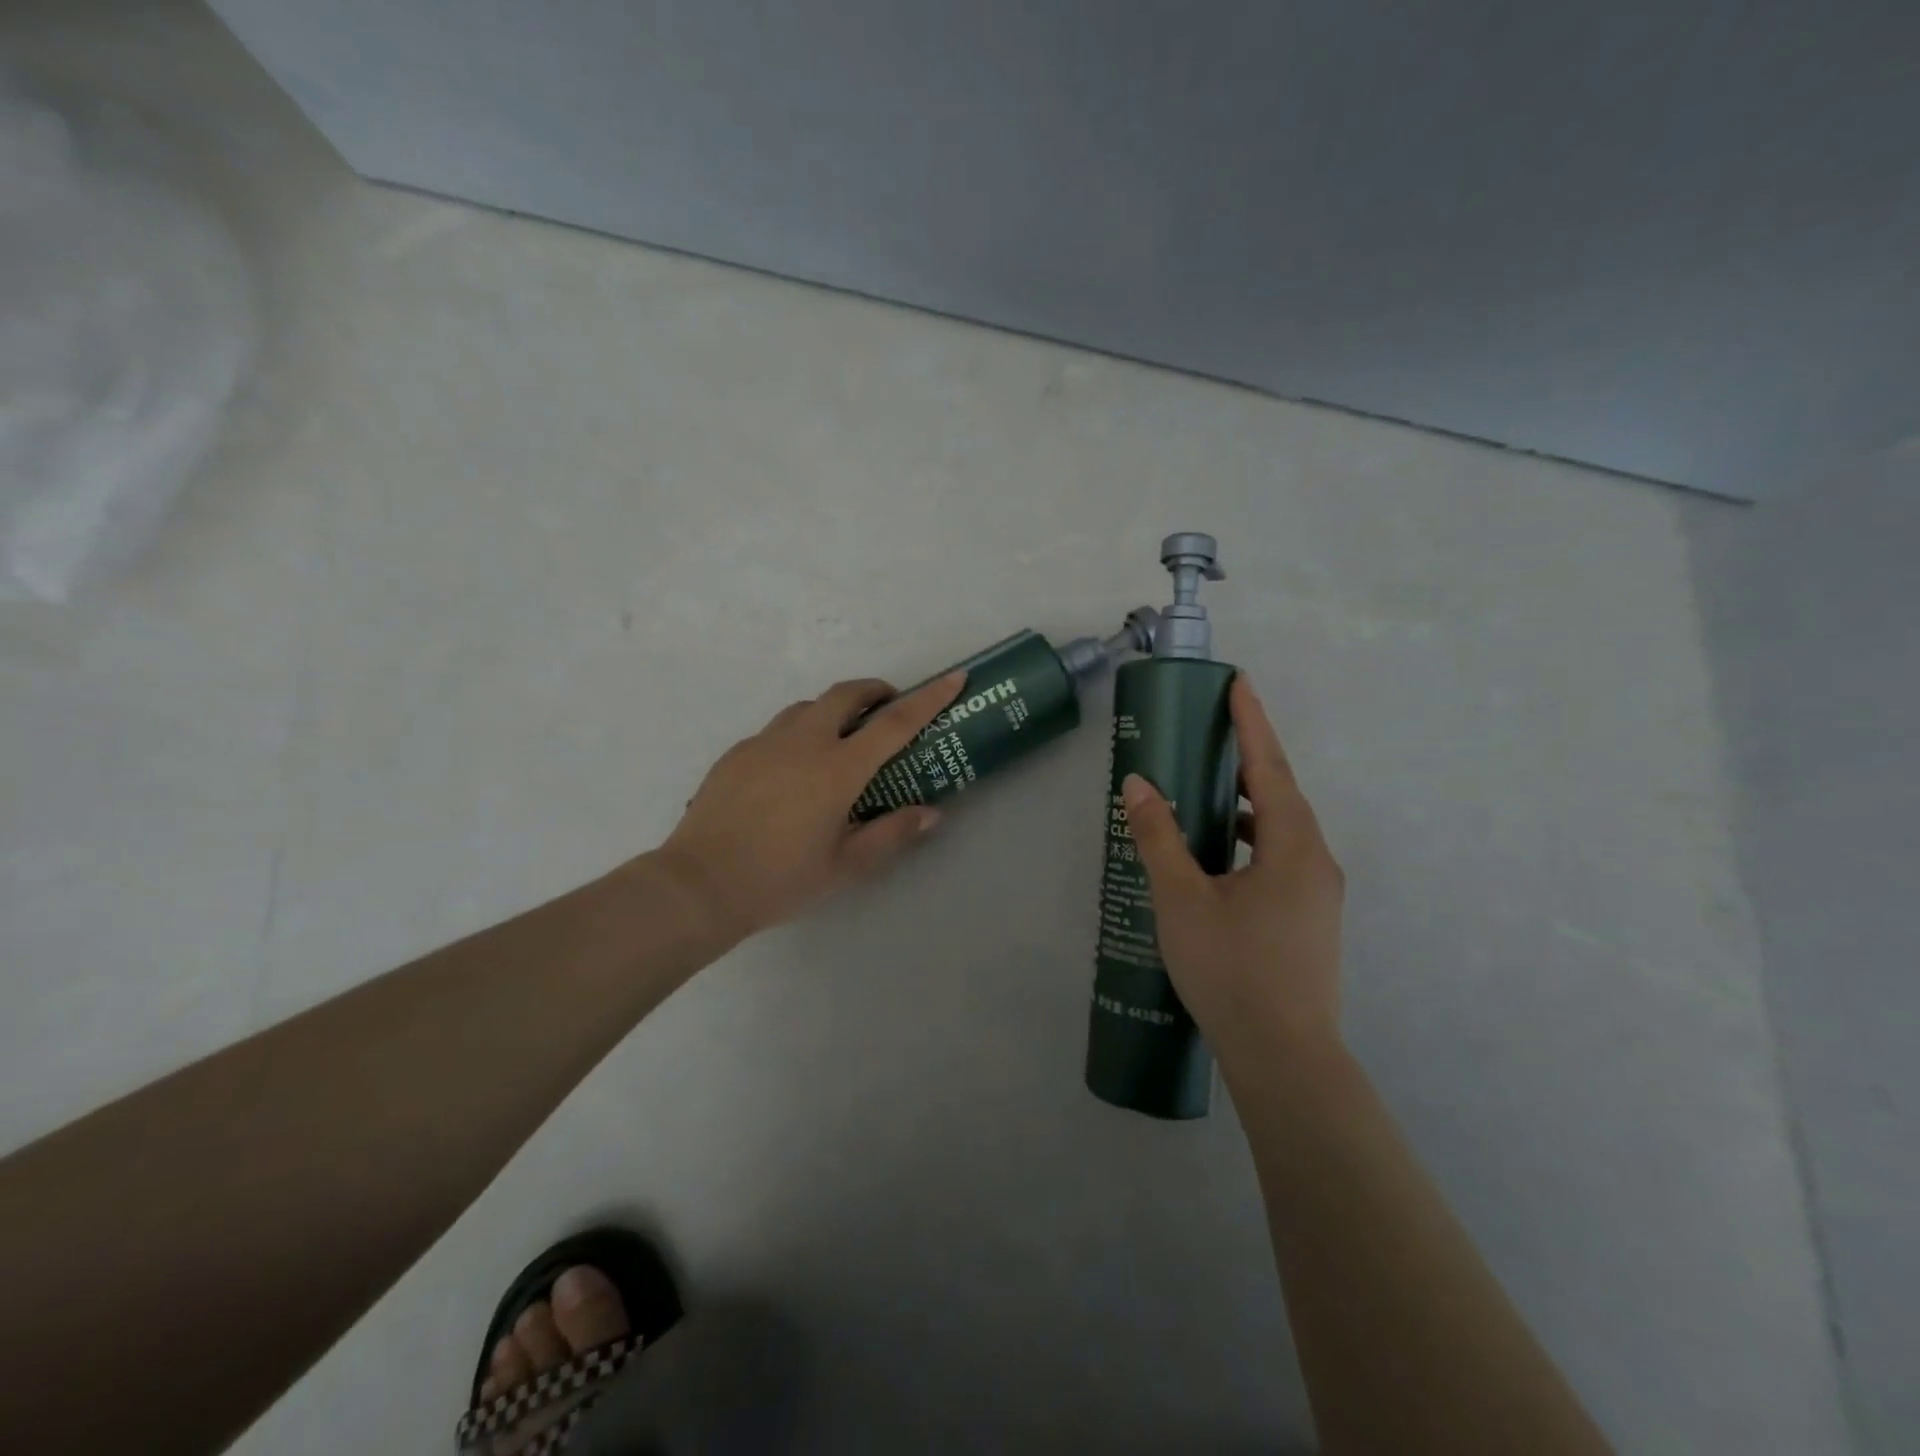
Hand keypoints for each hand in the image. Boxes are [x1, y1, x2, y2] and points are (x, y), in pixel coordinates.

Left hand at [655, 672, 965, 944]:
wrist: (700, 885)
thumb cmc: (781, 879)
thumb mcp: (847, 866)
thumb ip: (893, 833)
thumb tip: (930, 812)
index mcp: (838, 768)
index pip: (896, 722)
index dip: (930, 698)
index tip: (954, 678)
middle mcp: (804, 742)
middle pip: (846, 694)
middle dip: (875, 691)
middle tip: (888, 708)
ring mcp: (766, 742)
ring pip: (808, 707)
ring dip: (834, 710)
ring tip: (841, 740)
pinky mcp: (738, 753)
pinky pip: (778, 729)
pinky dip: (800, 733)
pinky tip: (794, 771)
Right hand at [1121, 675, 1344, 1076]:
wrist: (1284, 1058)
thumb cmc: (1232, 971)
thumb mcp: (1183, 900)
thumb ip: (1159, 838)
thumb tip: (1139, 784)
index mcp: (1292, 847)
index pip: (1269, 767)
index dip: (1252, 722)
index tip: (1238, 682)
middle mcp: (1315, 861)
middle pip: (1280, 793)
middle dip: (1247, 758)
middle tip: (1212, 730)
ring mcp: (1317, 893)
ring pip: (1280, 829)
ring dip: (1246, 802)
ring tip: (1206, 789)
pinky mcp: (1309, 918)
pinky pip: (1279, 856)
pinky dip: (1248, 839)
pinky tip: (1217, 854)